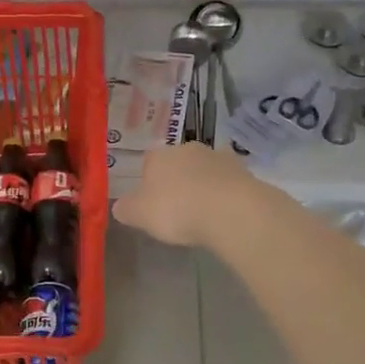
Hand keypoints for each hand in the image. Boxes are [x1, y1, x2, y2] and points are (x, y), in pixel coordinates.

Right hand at [113, 143, 267, 249]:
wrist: (230, 210)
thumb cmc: (177, 209)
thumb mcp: (140, 215)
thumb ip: (127, 209)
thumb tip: (120, 206)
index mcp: (159, 155)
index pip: (149, 161)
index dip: (149, 180)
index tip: (152, 201)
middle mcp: (189, 148)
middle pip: (179, 162)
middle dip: (178, 179)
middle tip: (178, 206)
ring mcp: (219, 157)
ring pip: (206, 168)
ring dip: (204, 183)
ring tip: (204, 211)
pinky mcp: (244, 171)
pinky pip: (228, 181)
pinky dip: (225, 192)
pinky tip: (224, 211)